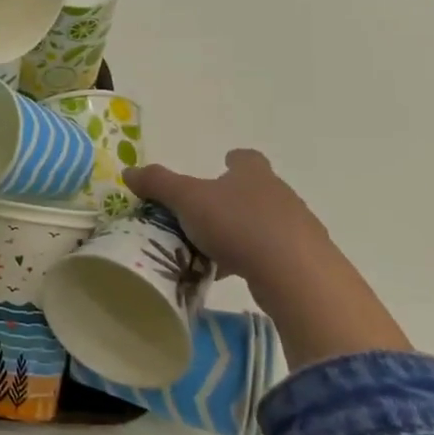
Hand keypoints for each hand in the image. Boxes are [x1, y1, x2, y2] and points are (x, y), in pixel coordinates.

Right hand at [126, 149, 330, 284]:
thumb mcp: (187, 200)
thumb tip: (129, 171)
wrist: (296, 275)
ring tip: (210, 249)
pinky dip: (251, 259)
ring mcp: (297, 228)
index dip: (232, 160)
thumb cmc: (238, 225)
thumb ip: (158, 183)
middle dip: (230, 199)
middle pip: (254, 190)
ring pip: (263, 223)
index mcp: (254, 174)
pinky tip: (230, 273)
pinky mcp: (304, 260)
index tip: (220, 166)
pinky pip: (271, 253)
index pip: (247, 158)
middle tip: (201, 214)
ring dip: (240, 231)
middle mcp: (279, 195)